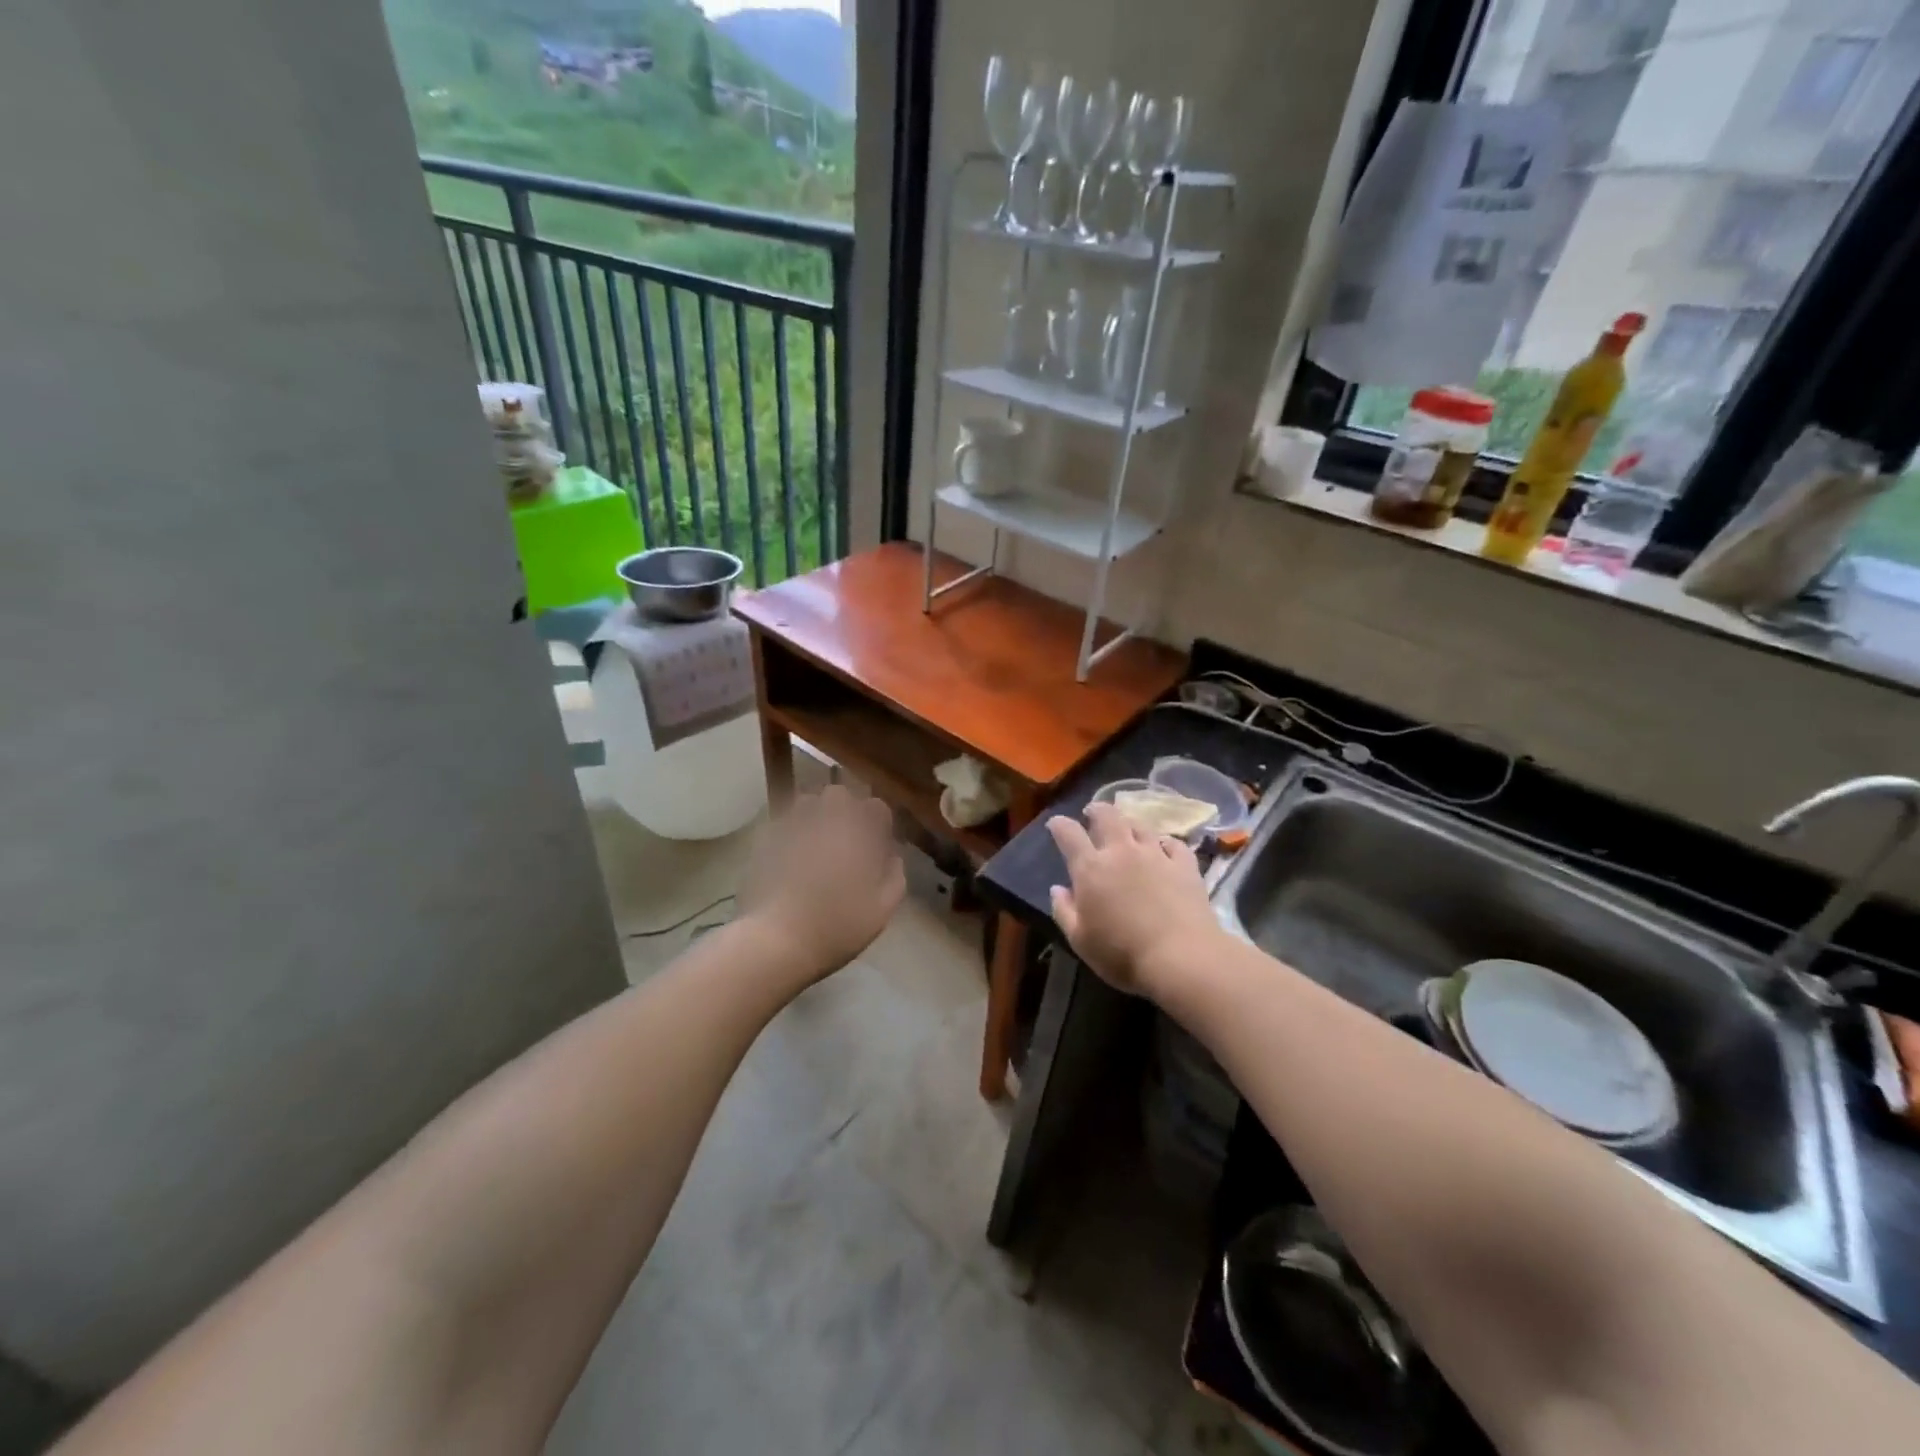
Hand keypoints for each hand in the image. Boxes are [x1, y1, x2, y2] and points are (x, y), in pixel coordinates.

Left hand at [738, 785, 906, 982]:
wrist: (777, 940)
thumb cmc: (837, 926)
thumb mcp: (882, 910)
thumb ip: (894, 876)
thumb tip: (892, 857)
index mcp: (858, 833)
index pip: (876, 807)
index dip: (879, 823)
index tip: (878, 844)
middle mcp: (826, 820)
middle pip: (839, 795)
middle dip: (845, 809)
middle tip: (846, 838)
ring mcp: (792, 827)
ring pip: (807, 802)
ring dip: (816, 814)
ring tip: (816, 840)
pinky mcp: (765, 841)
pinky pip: (782, 823)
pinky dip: (790, 831)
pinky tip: (790, 854)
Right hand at [1047, 803, 1222, 998]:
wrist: (1181, 957)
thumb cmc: (1122, 954)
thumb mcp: (1080, 940)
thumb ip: (1064, 911)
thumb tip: (1057, 889)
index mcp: (1091, 868)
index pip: (1069, 834)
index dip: (1059, 825)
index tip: (1055, 823)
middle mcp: (1121, 852)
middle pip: (1107, 817)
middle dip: (1097, 810)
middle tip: (1092, 812)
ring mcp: (1156, 855)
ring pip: (1140, 826)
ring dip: (1129, 823)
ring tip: (1127, 828)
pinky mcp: (1184, 865)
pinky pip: (1174, 844)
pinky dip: (1165, 842)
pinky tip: (1164, 848)